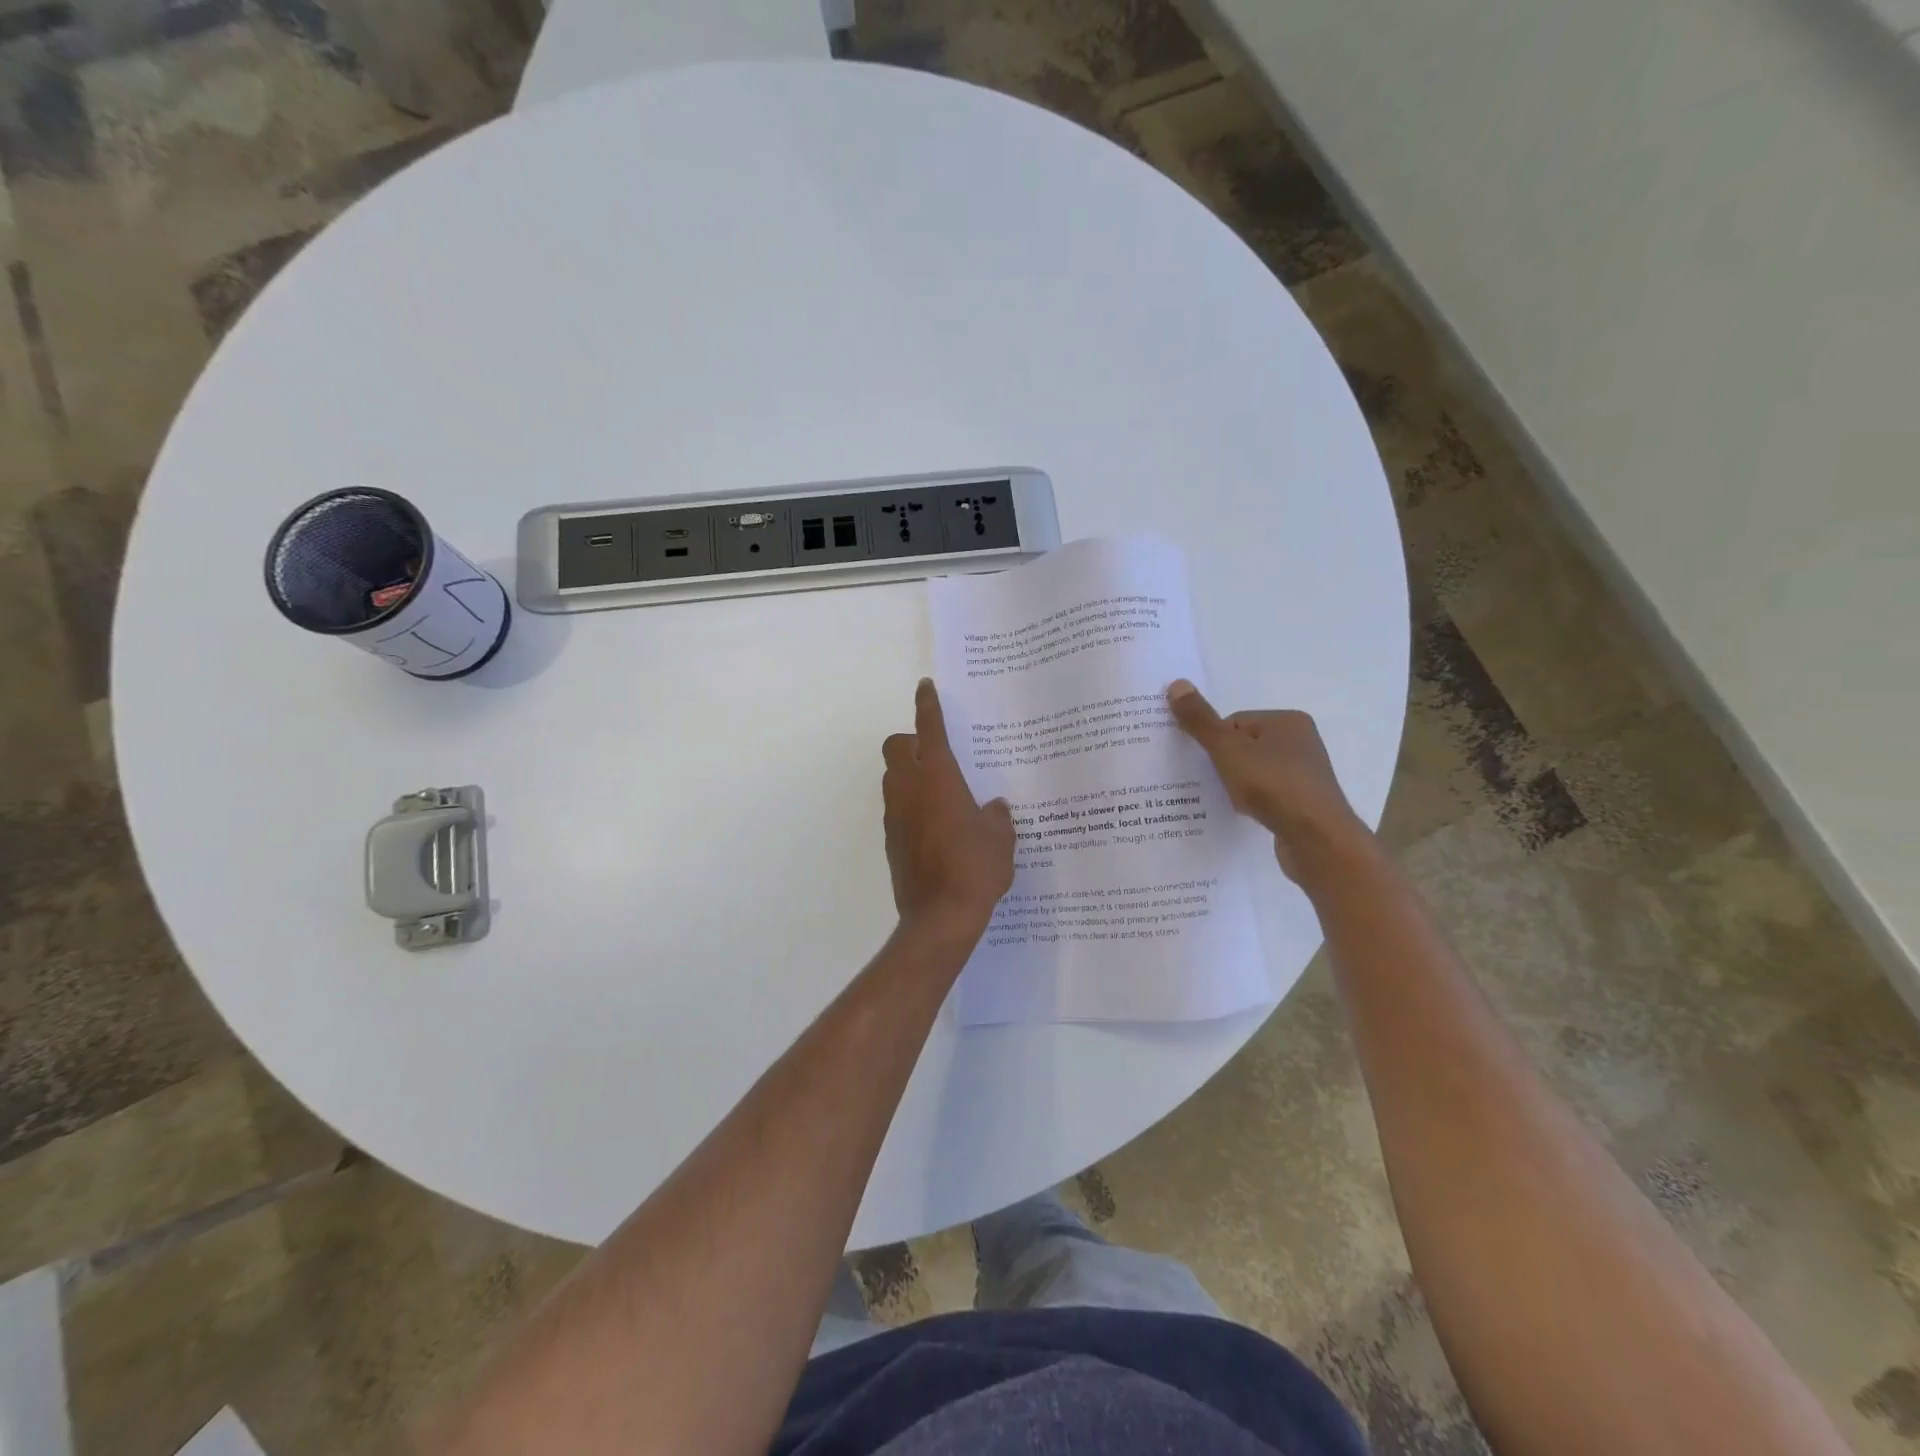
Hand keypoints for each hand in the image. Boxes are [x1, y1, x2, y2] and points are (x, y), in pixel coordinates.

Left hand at [883, 680, 1015, 937]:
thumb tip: (992, 807)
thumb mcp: (1001, 839)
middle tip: (938, 754)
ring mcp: (895, 815)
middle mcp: (909, 789)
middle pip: (895, 746)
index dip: (928, 704)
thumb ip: (997, 815)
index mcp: (937, 777)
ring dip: (909, 773)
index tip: (926, 687)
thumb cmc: (975, 869)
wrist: (940, 918)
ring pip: (892, 777)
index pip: (929, 728)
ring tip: (941, 791)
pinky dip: (910, 804)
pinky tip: (937, 825)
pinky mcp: (891, 839)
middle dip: (910, 741)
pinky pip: (897, 807)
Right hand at [1166, 679, 1370, 882]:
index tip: (1210, 764)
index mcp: (1288, 721)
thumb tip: (1177, 684)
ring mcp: (1306, 773)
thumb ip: (1200, 721)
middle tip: (1214, 783)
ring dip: (1239, 784)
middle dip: (1225, 764)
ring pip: (1256, 771)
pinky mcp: (1305, 802)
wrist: (1316, 839)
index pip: (1235, 723)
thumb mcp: (1227, 750)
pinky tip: (1248, 814)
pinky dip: (1254, 801)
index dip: (1215, 743)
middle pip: (1245, 746)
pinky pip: (1268, 794)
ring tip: (1230, 800)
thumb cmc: (1272, 785)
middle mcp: (1302, 741)